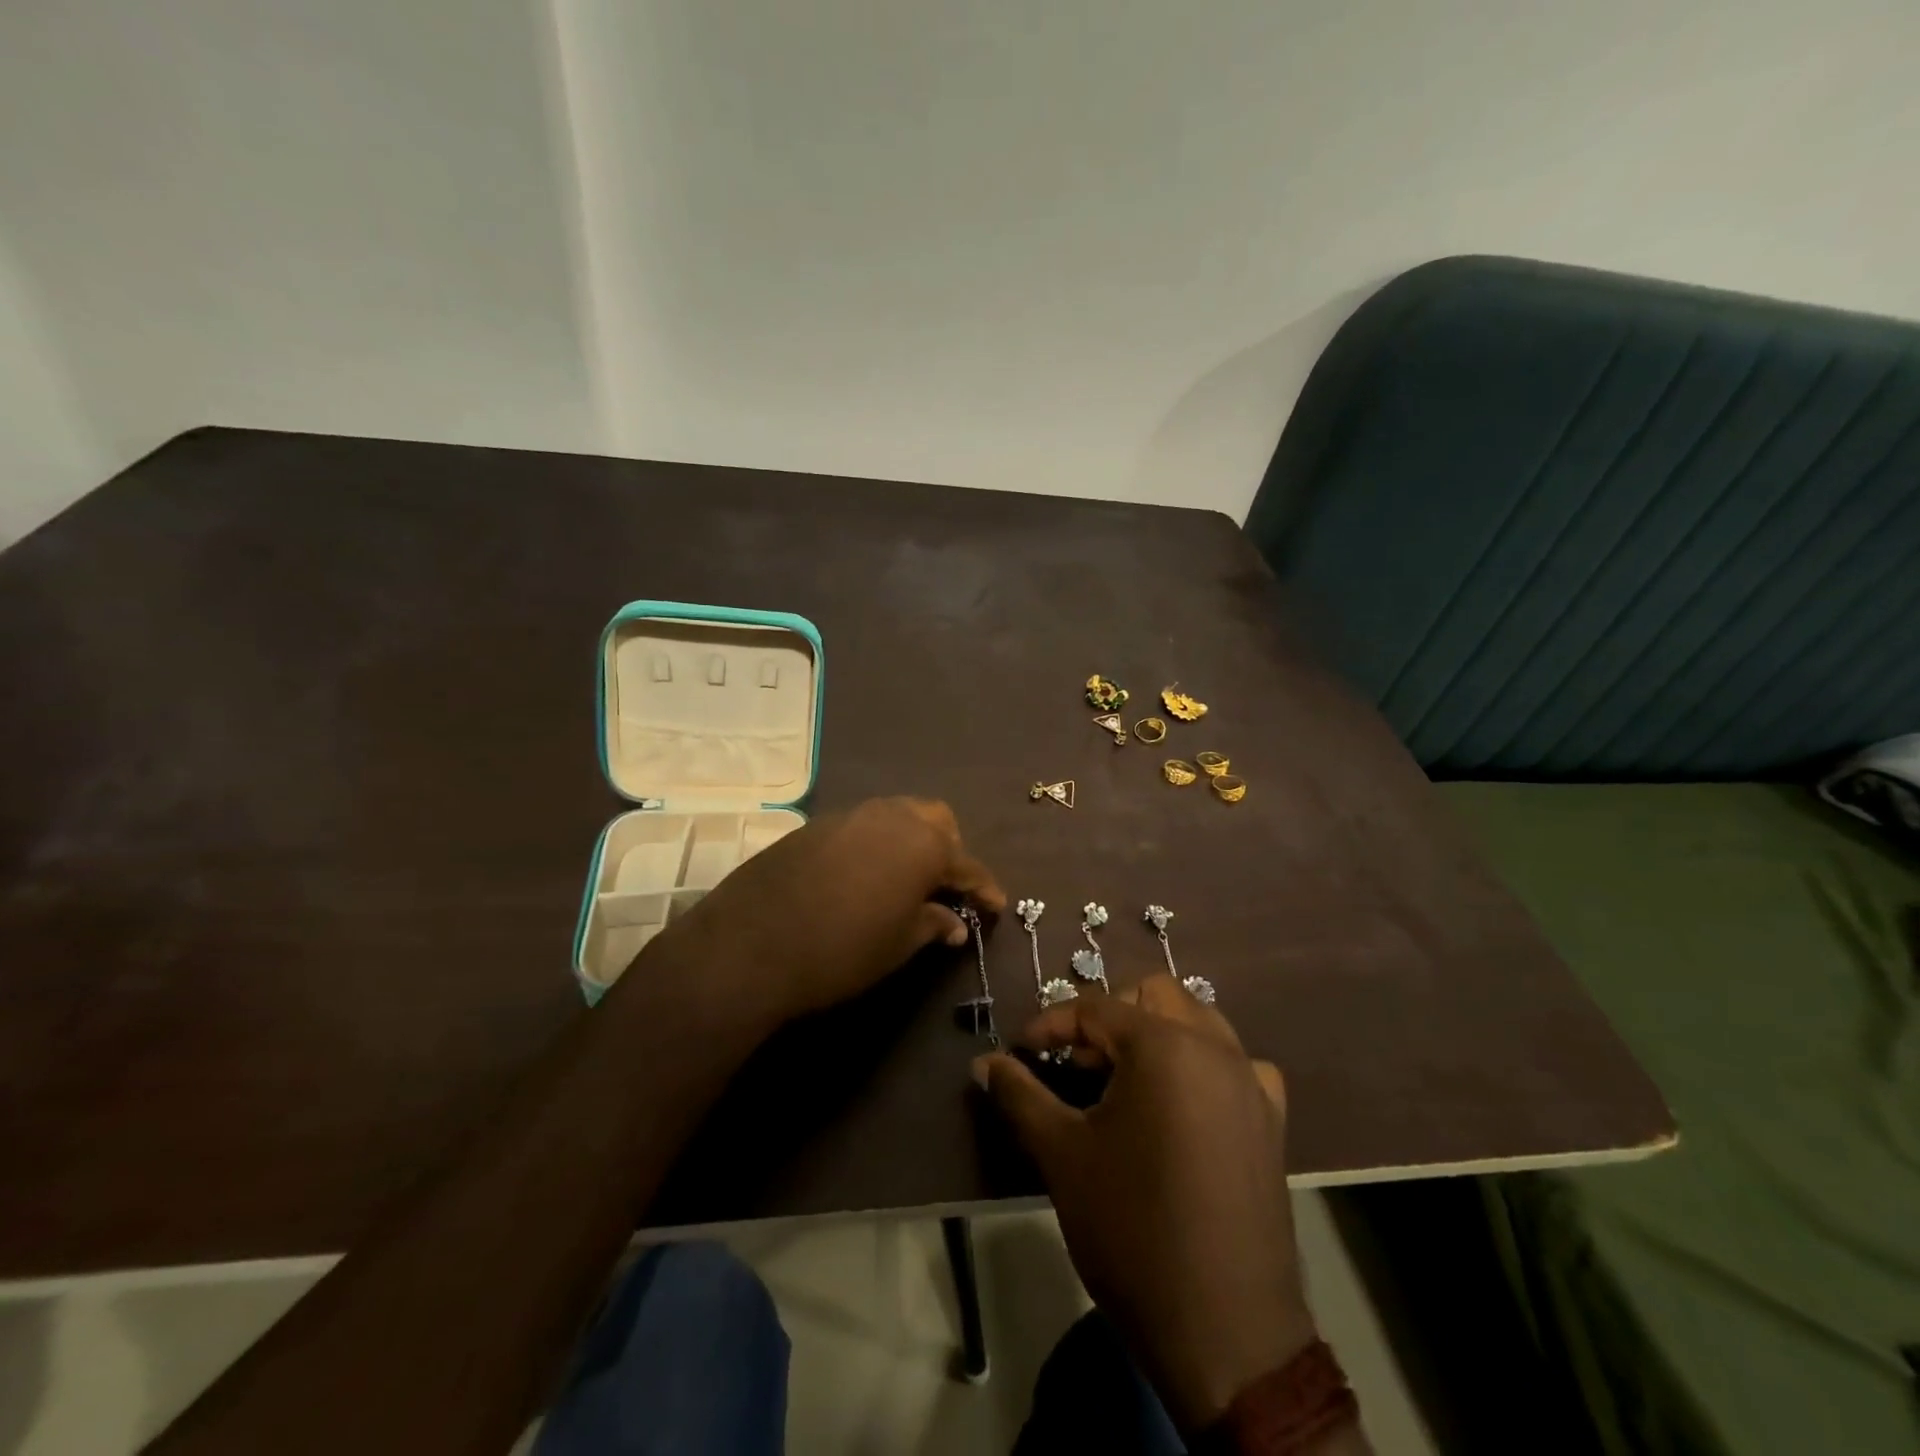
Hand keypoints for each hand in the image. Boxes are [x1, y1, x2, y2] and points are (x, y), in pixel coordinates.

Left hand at [648, 797, 1004, 1029]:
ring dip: (912, 841)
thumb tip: (955, 923)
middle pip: (936, 821)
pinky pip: (863, 826)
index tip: (996, 905)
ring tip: (908, 879)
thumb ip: (931, 925)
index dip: (985, 887)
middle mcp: (891, 817)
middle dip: (949, 849)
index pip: (967, 864)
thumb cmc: (842, 949)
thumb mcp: (897, 945)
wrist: (751, 944)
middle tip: (947, 886)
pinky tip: (866, 876)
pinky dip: (877, 845)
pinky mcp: (816, 825)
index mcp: (923, 843)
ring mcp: (850, 815)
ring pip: (897, 816)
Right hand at [973, 977, 1316, 1433]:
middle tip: (1075, 1062)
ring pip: (1197, 1019)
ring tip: (1121, 1078)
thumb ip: (1020, 1095)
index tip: (1020, 1051)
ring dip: (1155, 1031)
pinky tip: (1181, 1104)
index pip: (1095, 1008)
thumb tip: (984, 1063)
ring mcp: (1250, 1081)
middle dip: (1108, 1016)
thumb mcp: (1062, 1155)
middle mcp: (1214, 1046)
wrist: (1226, 1331)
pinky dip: (1201, 1063)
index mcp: (1163, 1044)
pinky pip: (1234, 1064)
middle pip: (1153, 995)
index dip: (1050, 1025)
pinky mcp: (1272, 1119)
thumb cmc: (1132, 1229)